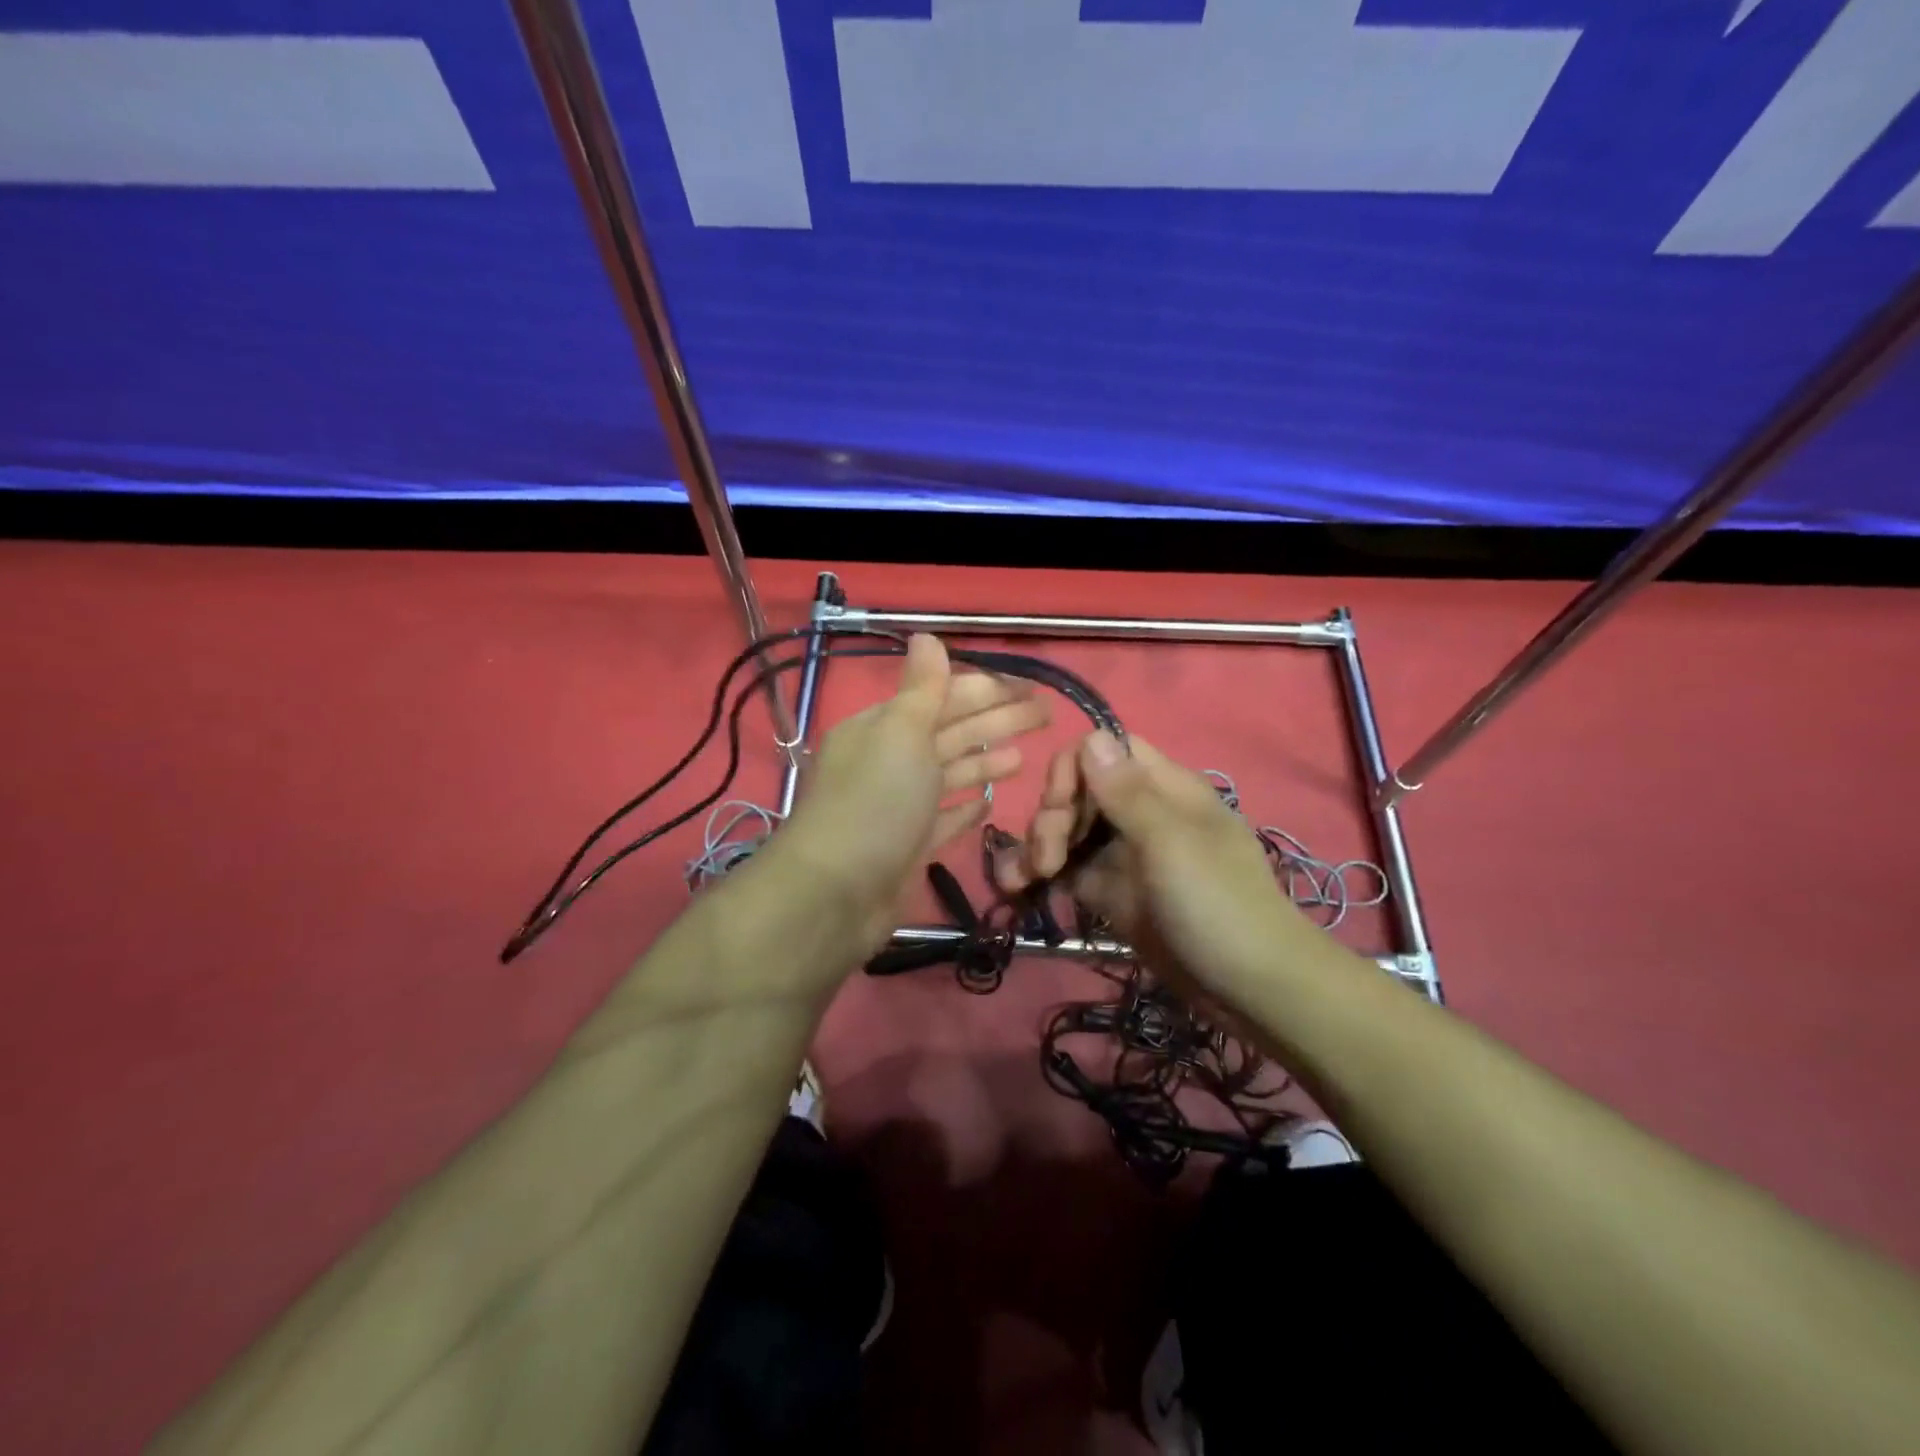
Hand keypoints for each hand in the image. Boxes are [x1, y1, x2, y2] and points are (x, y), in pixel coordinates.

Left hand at [777, 634, 1049, 954]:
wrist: (836, 896)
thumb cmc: (875, 803)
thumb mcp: (899, 733)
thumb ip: (921, 689)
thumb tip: (926, 636)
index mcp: (882, 728)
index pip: (942, 697)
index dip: (988, 689)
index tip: (1031, 688)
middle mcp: (888, 762)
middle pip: (952, 733)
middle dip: (998, 721)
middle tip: (1048, 714)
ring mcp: (899, 807)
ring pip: (949, 774)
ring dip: (985, 760)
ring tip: (1026, 756)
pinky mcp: (908, 846)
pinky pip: (943, 820)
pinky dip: (964, 808)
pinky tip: (989, 801)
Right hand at [995, 732, 1318, 997]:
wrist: (1250, 989)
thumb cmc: (1217, 905)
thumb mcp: (1171, 843)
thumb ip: (1127, 793)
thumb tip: (1092, 734)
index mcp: (1163, 789)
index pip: (1105, 752)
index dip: (1073, 770)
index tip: (1060, 808)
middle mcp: (1141, 813)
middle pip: (1078, 792)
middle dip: (1051, 818)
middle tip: (1046, 860)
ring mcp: (1124, 855)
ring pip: (1067, 831)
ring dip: (1036, 847)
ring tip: (1016, 881)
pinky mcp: (1111, 892)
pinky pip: (1068, 871)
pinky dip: (1040, 876)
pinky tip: (1016, 889)